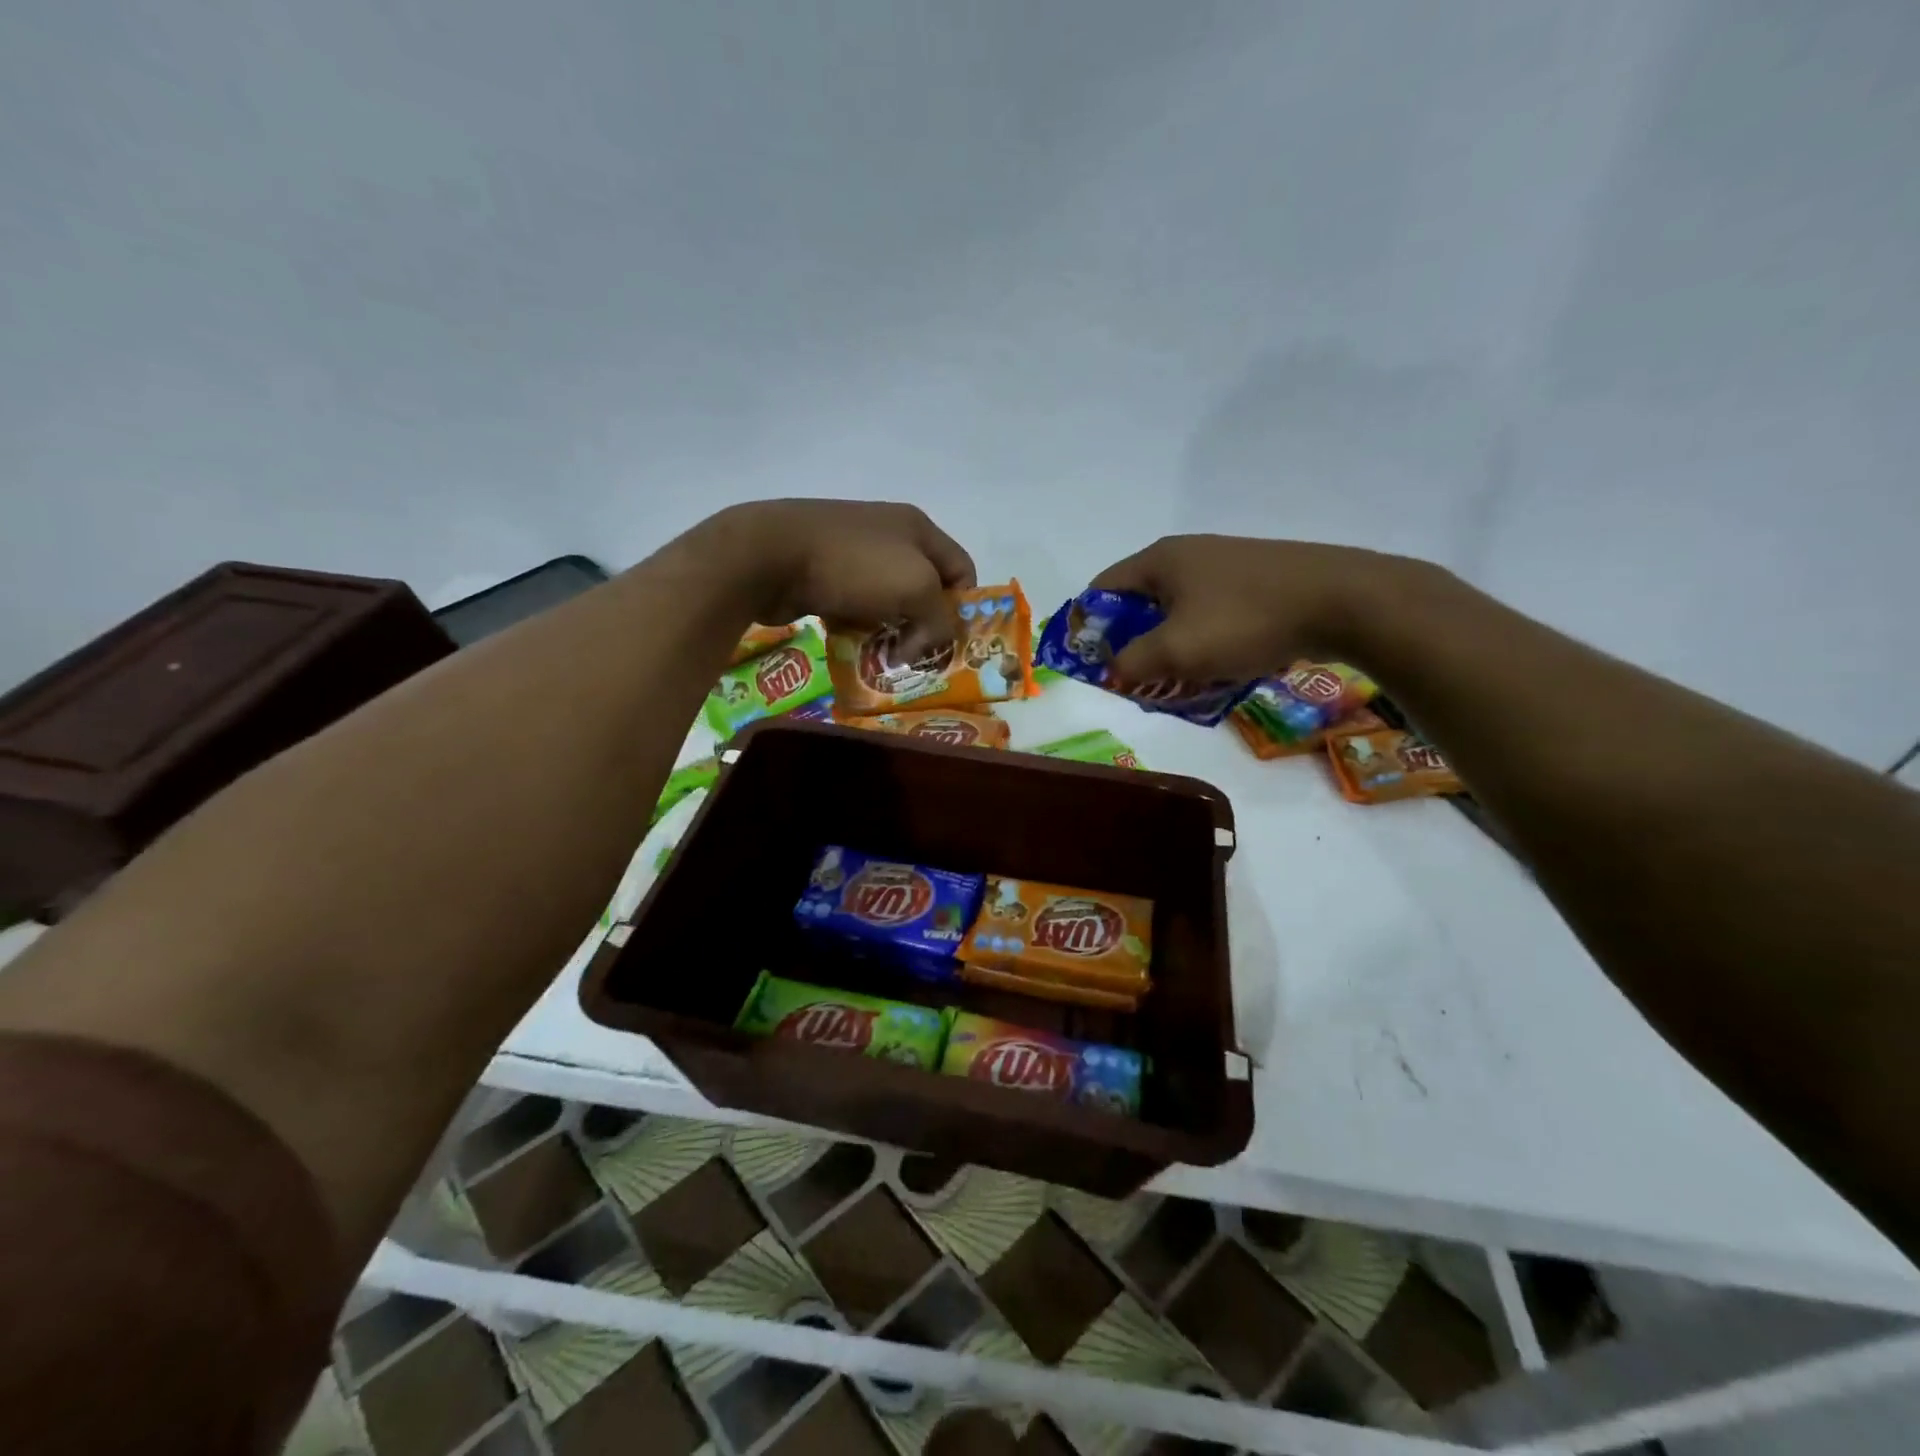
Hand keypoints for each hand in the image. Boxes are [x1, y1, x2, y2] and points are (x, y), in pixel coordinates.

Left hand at [704, 499, 976, 649]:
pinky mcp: (824, 575)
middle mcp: (890, 536)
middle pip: (925, 588)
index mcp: (918, 528)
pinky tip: (852, 647)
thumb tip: (923, 646)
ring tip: (885, 659)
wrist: (770, 555)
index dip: (964, 607)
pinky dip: (858, 630)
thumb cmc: (854, 565)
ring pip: (888, 603)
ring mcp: (854, 554)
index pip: (962, 569)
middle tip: (918, 658)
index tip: (950, 641)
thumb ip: (940, 619)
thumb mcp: (917, 588)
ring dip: (890, 632)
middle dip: (925, 625)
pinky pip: (855, 609)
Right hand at [1089, 534, 1412, 683]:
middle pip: (1140, 604)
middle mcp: (1188, 555)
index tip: (1093, 664)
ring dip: (1171, 649)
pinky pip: (1212, 616)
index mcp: (1160, 560)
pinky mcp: (1256, 582)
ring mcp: (1225, 566)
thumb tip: (1113, 672)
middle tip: (1138, 681)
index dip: (1089, 627)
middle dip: (1133, 645)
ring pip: (1179, 614)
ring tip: (1181, 682)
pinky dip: (1205, 644)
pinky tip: (1220, 669)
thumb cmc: (1245, 621)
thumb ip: (1132, 663)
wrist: (1343, 601)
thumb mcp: (1177, 650)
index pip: (1102, 589)